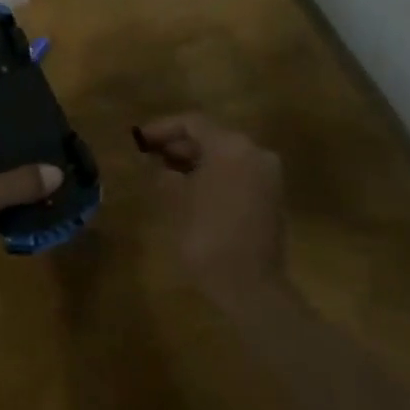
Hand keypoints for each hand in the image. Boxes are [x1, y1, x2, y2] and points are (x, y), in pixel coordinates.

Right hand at [136, 112, 285, 301]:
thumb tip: (156, 162)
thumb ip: (163, 172)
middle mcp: (254, 152)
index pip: (192, 123)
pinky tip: (189, 188)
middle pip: (211, 136)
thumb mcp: (175, 198)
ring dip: (195, 160)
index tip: (139, 140)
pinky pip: (237, 172)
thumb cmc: (207, 235)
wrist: (251, 286)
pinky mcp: (270, 196)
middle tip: (149, 156)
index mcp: (231, 146)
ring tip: (164, 172)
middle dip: (179, 144)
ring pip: (224, 155)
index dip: (162, 128)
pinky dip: (213, 174)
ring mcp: (267, 175)